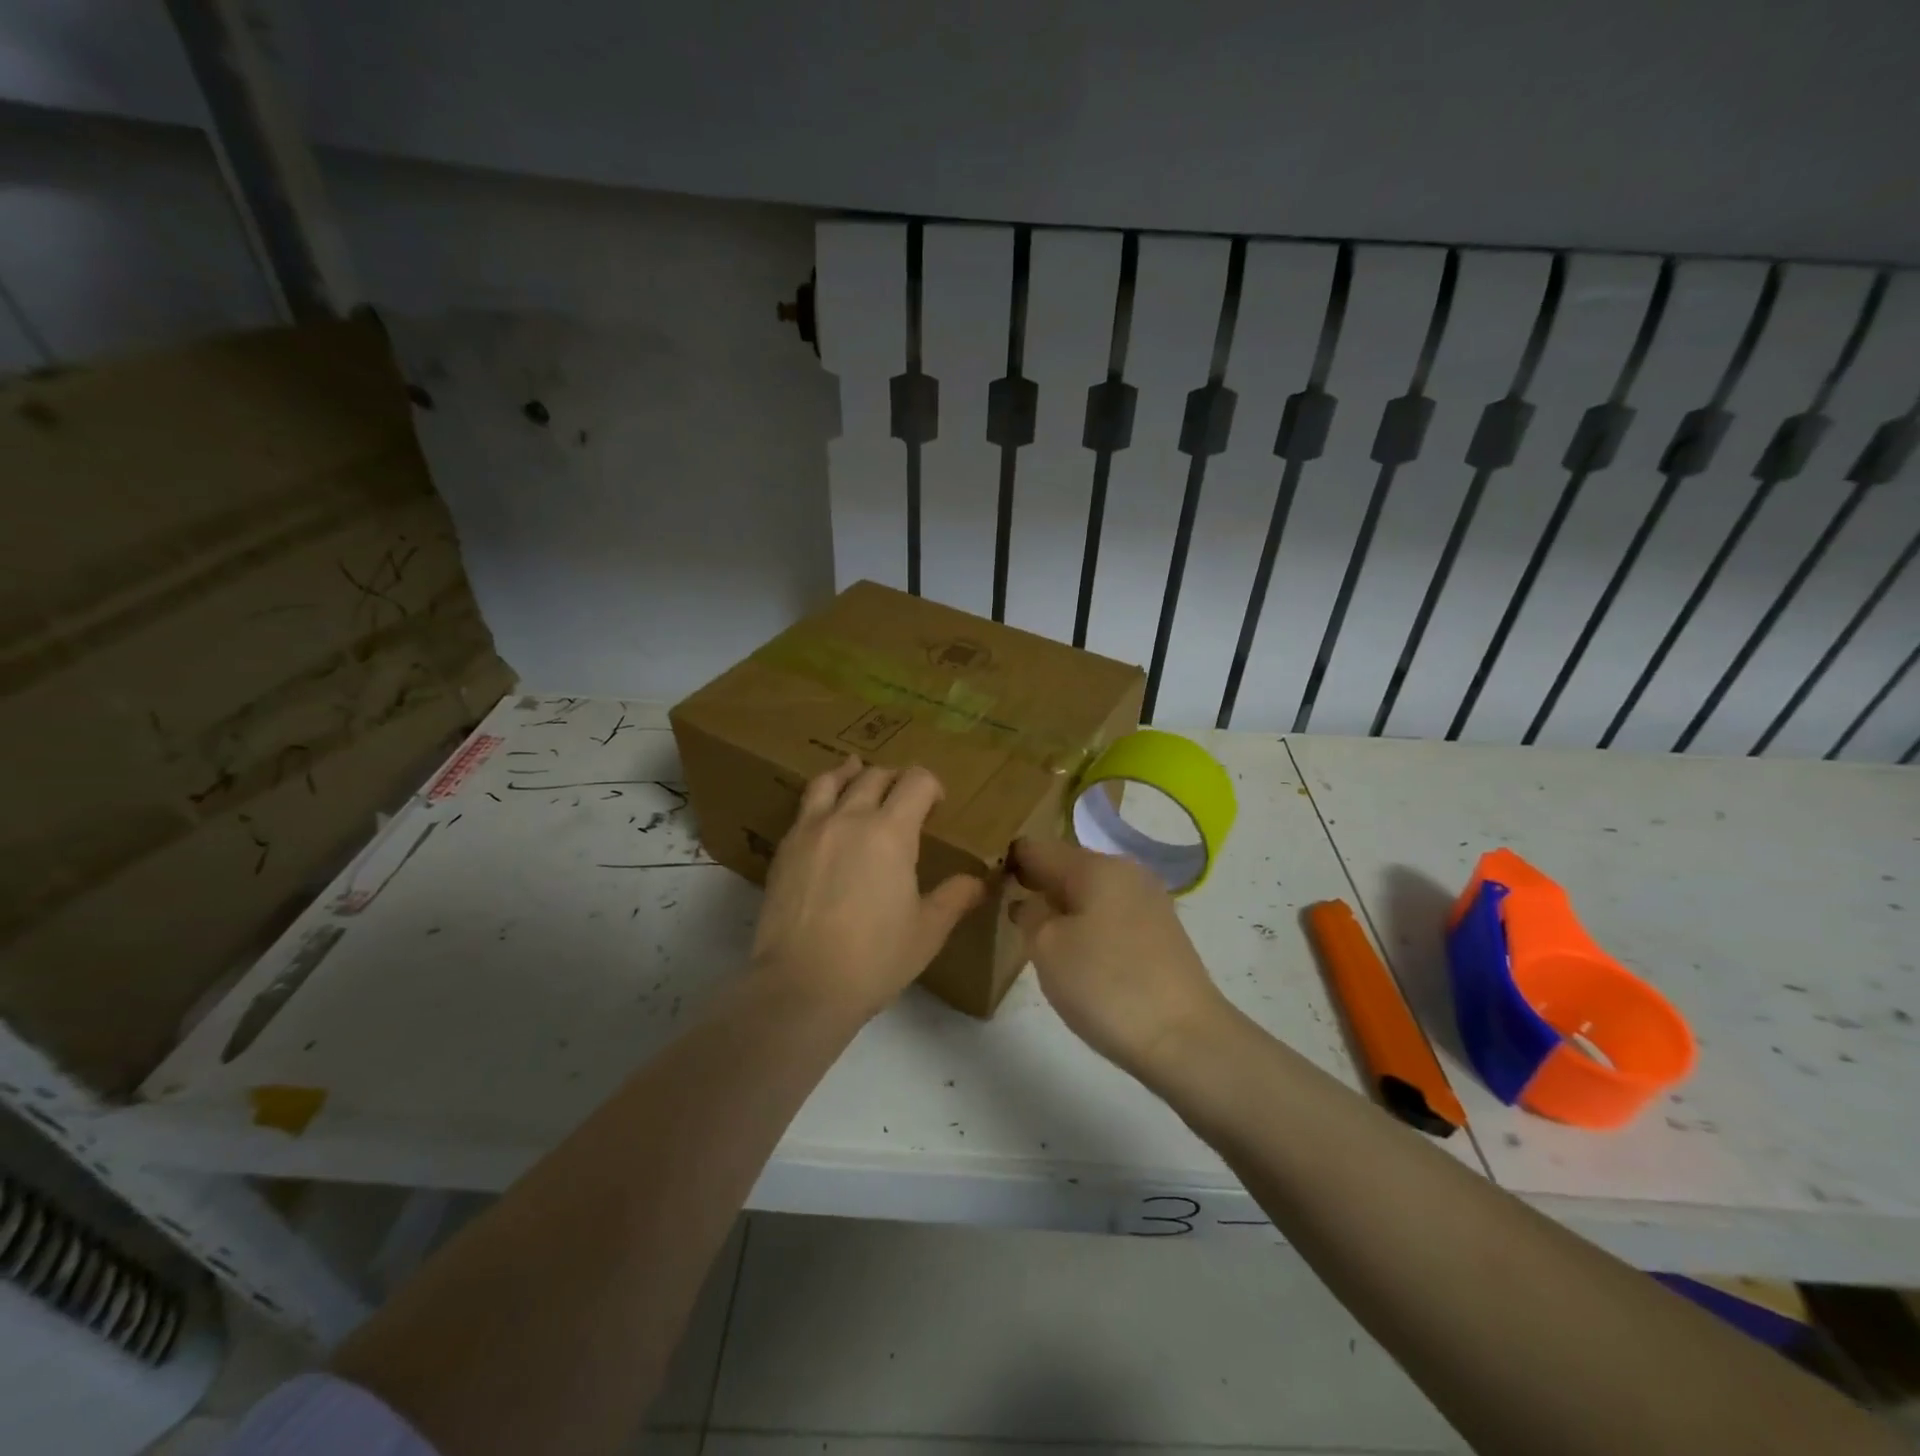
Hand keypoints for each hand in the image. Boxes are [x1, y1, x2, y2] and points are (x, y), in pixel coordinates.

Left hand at [751, 758, 985, 1021]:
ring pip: (830, 781)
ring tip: (857, 772)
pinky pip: (805, 807)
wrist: (801, 985)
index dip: (932, 785)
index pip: (916, 782)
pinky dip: (821, 798)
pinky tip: (826, 816)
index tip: (938, 804)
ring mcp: (811, 830)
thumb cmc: (874, 959)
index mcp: (890, 832)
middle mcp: (849, 818)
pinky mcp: (784, 849)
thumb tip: (979, 881)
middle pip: (875, 776)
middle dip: (896, 779)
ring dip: (851, 773)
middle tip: (904, 797)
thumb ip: (955, 898)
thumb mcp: (927, 931)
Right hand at [1010, 837, 1231, 1077]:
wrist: (1186, 1039)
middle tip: (1006, 911)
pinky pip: (1111, 913)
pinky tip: (1077, 953)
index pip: (1038, 849)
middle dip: (1037, 884)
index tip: (985, 882)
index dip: (1009, 862)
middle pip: (1068, 867)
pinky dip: (1088, 924)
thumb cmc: (1107, 985)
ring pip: (1091, 892)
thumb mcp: (1048, 948)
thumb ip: (1030, 914)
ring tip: (1038, 935)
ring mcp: (1149, 901)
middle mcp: (1126, 872)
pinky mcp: (1161, 931)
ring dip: (1063, 906)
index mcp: (1096, 866)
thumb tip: (1029, 902)